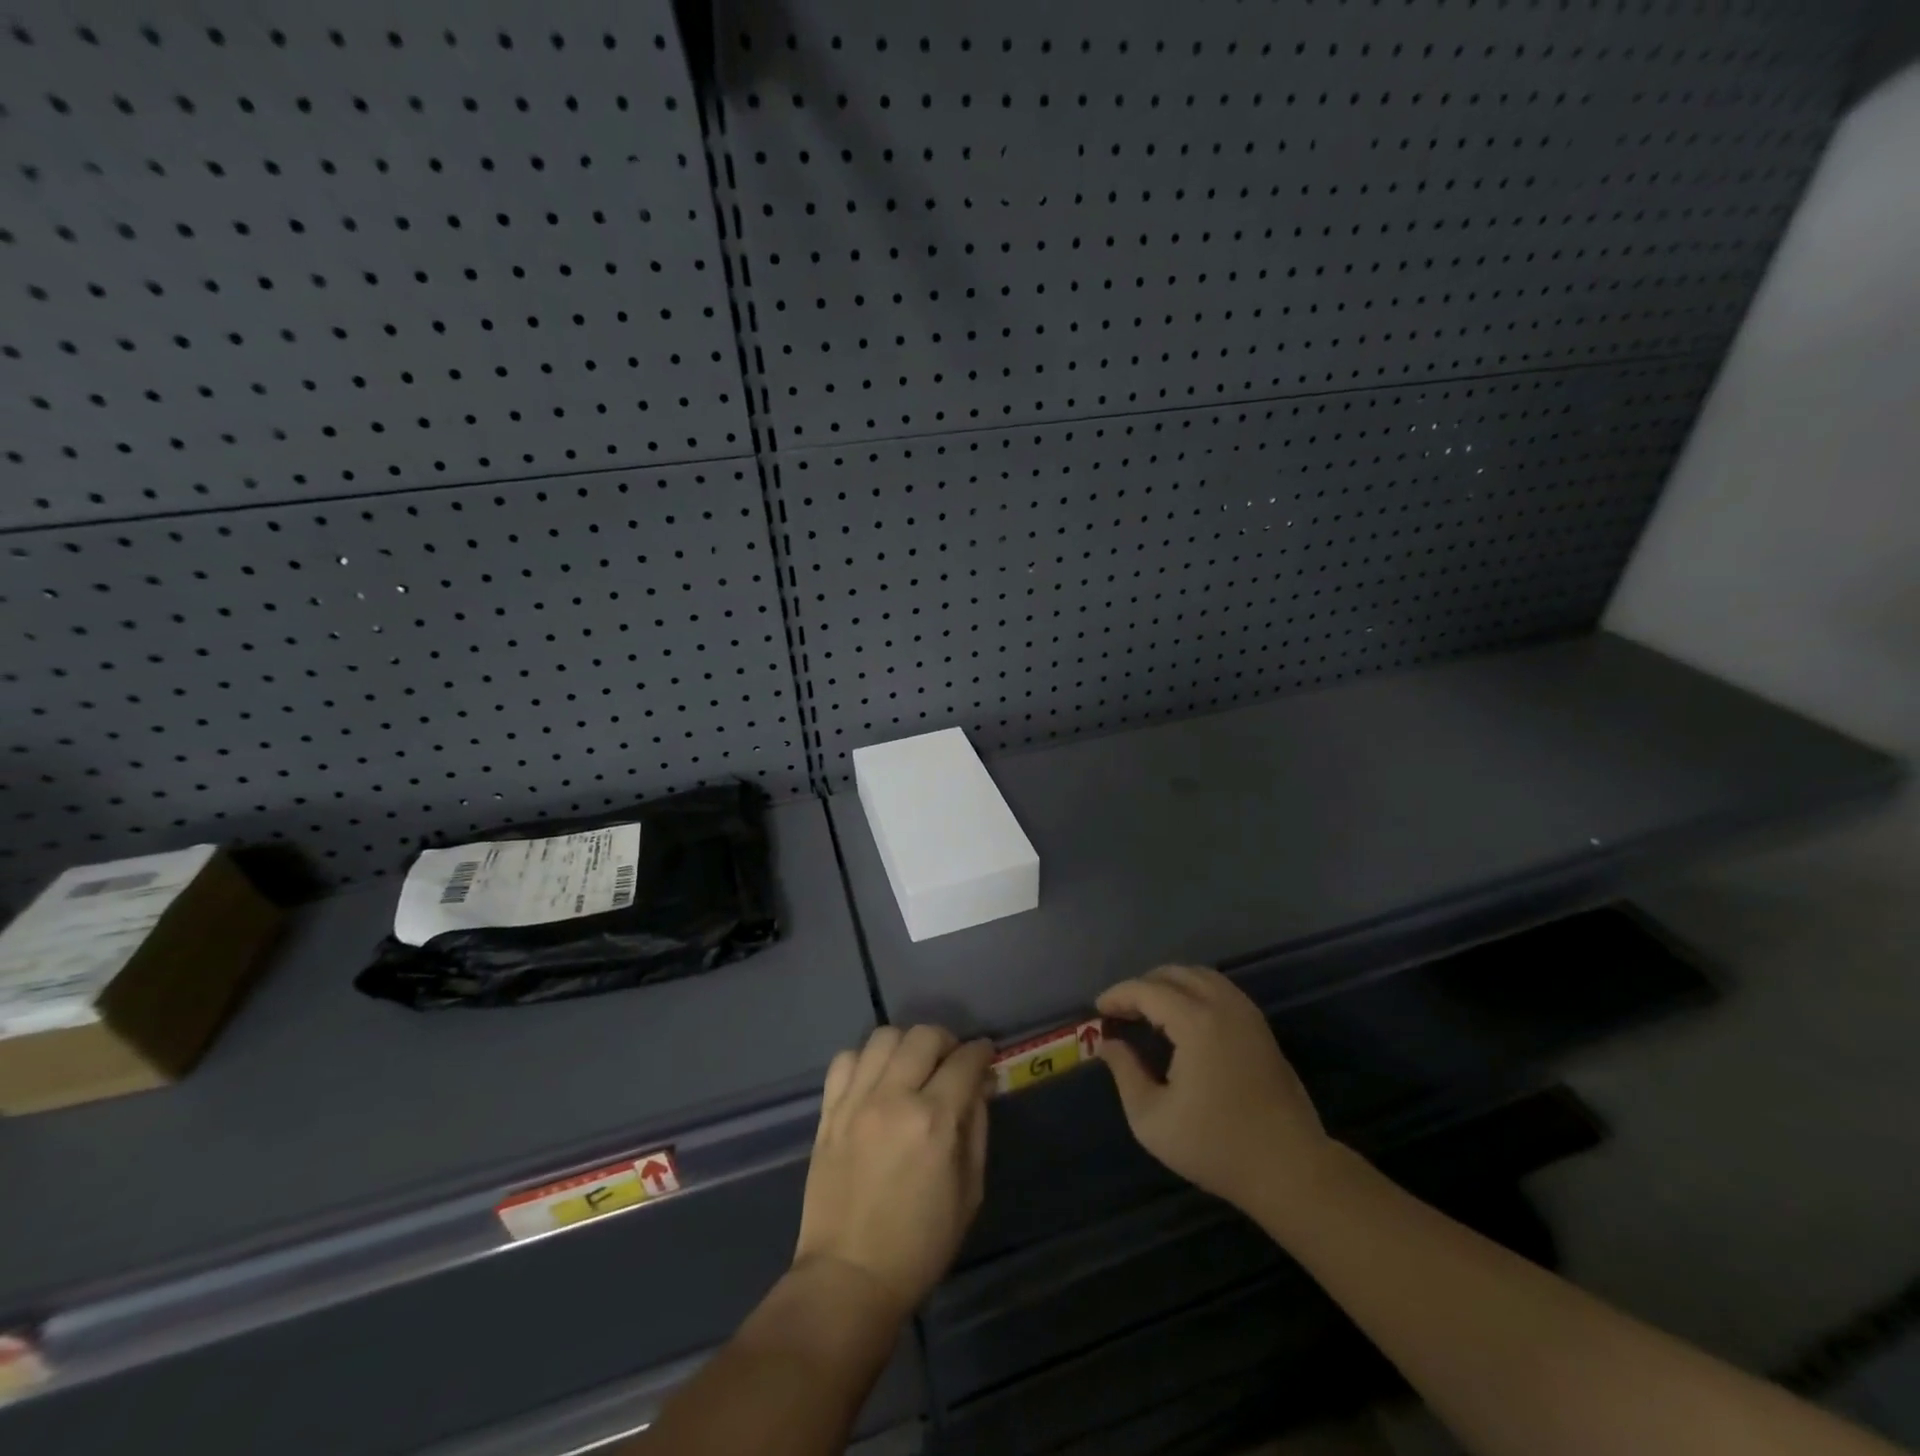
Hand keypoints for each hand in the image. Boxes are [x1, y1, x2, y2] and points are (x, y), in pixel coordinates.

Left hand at [793, 1025, 994, 1320]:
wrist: (849, 1278)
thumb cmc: (920, 1244)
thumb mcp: (969, 1191)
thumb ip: (976, 1127)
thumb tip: (980, 1085)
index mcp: (934, 1121)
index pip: (964, 1061)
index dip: (981, 1051)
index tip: (986, 1054)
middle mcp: (893, 1098)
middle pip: (924, 1036)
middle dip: (947, 1041)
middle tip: (951, 1062)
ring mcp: (856, 1101)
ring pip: (884, 1037)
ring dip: (906, 1044)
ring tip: (912, 1066)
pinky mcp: (829, 1111)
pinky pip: (845, 1060)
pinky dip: (865, 1059)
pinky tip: (875, 1080)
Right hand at [1097, 965, 1333, 1212]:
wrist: (1290, 1169)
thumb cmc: (1216, 1146)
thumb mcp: (1152, 1118)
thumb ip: (1125, 1073)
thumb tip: (1107, 1044)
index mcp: (1196, 1022)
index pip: (1147, 990)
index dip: (1118, 995)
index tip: (1098, 1010)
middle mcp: (1224, 1005)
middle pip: (1175, 973)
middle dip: (1142, 985)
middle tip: (1121, 1011)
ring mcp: (1247, 1014)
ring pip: (1201, 976)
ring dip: (1170, 985)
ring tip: (1148, 1011)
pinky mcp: (1261, 1028)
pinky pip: (1220, 990)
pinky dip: (1194, 992)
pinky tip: (1183, 1020)